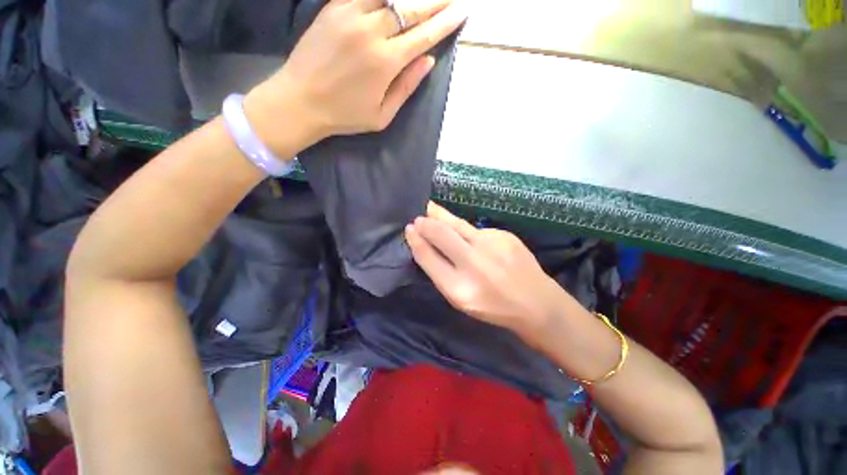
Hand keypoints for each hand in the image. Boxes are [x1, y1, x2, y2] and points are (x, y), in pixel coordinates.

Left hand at [245, 0, 467, 153]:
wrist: (300, 100)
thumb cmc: (345, 115)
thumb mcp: (382, 115)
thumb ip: (406, 87)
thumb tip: (428, 61)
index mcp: (386, 62)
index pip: (424, 35)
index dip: (445, 22)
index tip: (461, 11)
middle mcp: (372, 31)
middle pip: (411, 7)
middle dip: (435, 2)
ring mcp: (350, 14)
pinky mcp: (334, 7)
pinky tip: (393, 0)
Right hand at [405, 202, 568, 339]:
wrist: (536, 302)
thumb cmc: (493, 306)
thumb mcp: (461, 300)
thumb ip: (442, 274)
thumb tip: (426, 246)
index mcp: (458, 288)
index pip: (428, 257)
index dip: (416, 241)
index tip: (409, 230)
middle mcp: (473, 263)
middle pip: (441, 234)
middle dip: (426, 223)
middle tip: (418, 218)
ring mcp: (491, 245)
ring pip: (458, 225)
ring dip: (441, 216)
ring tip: (430, 208)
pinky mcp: (504, 235)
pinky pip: (476, 230)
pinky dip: (467, 231)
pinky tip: (468, 236)